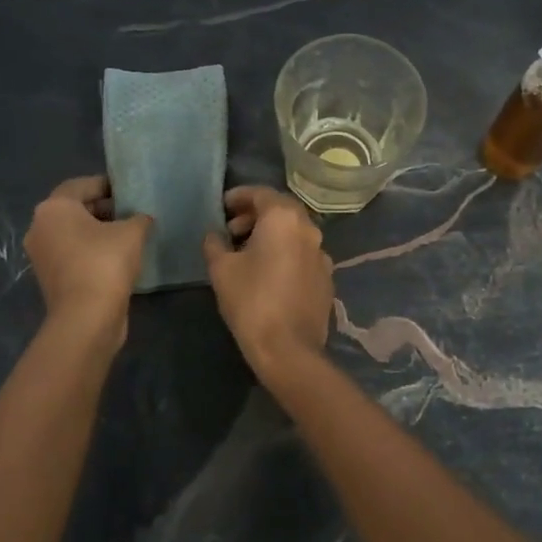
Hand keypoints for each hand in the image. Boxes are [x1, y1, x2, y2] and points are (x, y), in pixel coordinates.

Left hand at [25, 176, 152, 341]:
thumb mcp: (132, 232)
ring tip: (129, 235)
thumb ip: (138, 218)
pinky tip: (118, 258)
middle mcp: (40, 227)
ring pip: (73, 233)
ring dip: (99, 231)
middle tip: (133, 213)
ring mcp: (42, 255)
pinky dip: (92, 251)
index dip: (109, 185)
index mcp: (54, 208)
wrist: (86, 318)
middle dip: (104, 208)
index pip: (82, 185)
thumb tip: (141, 219)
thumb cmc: (105, 263)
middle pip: (75, 209)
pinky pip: (73, 254)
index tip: (131, 192)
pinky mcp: (50, 277)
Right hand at [203, 186, 333, 372]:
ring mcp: (322, 254)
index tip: (222, 207)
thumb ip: (215, 244)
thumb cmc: (251, 301)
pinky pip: (303, 253)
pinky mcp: (326, 277)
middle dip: (255, 214)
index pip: (261, 193)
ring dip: (271, 234)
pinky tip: (269, 273)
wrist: (289, 348)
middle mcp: (309, 229)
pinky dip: (285, 252)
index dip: (239, 196)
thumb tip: (214, 235)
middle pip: (281, 210)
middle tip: (232, 229)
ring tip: (246, 252)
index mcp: (284, 218)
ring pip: (294, 232)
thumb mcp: (221, 269)